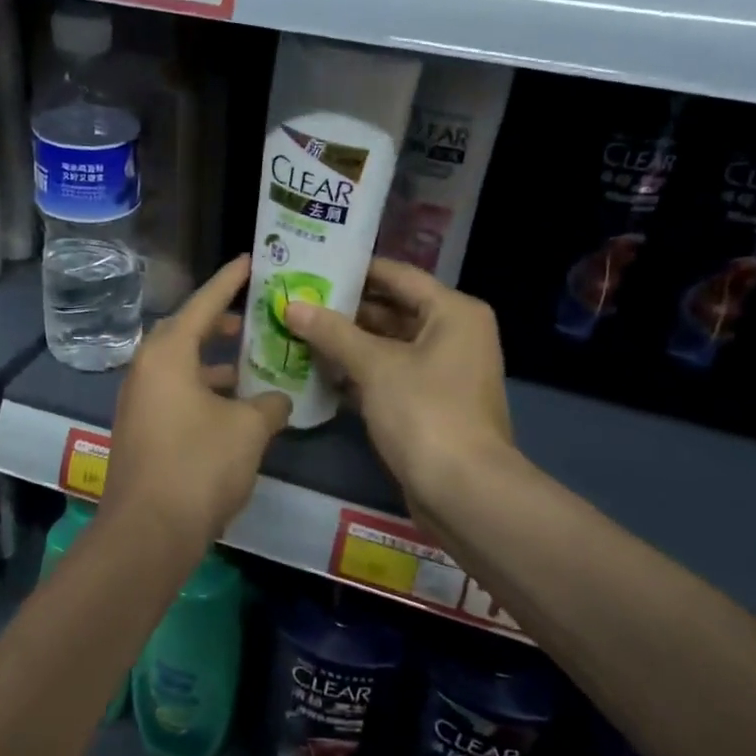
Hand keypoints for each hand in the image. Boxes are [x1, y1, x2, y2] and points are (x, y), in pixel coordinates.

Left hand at [105, 257, 291, 544]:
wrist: (149, 531)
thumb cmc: (199, 465)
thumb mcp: (248, 429)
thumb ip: (269, 404)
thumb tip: (277, 400)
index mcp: (168, 354)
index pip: (203, 303)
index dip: (230, 280)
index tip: (251, 260)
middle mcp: (146, 369)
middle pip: (187, 331)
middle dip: (221, 322)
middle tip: (255, 316)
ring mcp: (139, 400)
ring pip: (182, 365)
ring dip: (215, 361)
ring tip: (253, 360)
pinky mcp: (141, 429)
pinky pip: (176, 392)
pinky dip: (204, 388)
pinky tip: (235, 405)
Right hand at [285, 258, 512, 521]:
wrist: (463, 490)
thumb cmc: (425, 412)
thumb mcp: (375, 366)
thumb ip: (332, 332)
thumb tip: (292, 305)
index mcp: (453, 312)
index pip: (398, 276)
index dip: (355, 269)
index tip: (313, 264)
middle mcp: (453, 334)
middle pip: (392, 310)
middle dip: (345, 309)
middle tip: (298, 300)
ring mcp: (442, 372)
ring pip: (388, 346)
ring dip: (347, 343)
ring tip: (298, 331)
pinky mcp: (429, 404)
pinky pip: (389, 376)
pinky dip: (358, 374)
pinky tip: (318, 372)